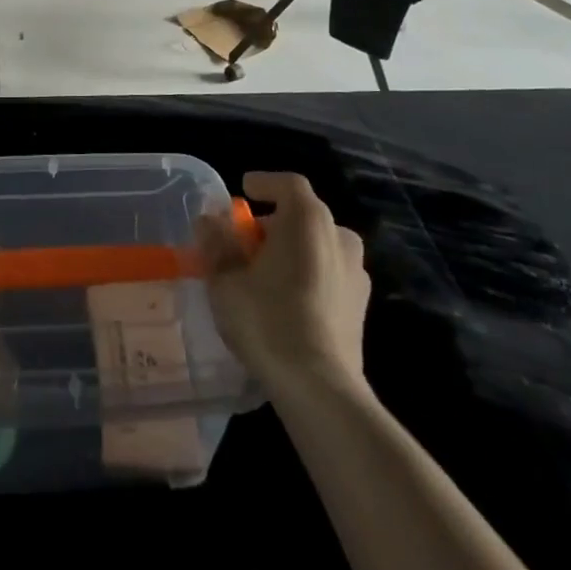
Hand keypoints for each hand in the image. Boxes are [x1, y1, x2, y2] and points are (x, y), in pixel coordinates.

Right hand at [197, 171, 369, 393]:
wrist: (319, 386)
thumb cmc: (267, 320)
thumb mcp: (225, 280)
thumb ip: (216, 244)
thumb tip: (209, 221)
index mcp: (308, 220)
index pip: (288, 184)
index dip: (264, 183)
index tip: (244, 191)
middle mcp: (339, 236)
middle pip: (303, 216)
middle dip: (273, 223)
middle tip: (245, 243)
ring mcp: (356, 272)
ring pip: (319, 246)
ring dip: (292, 250)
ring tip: (264, 273)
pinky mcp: (361, 305)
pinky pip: (329, 273)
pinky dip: (308, 274)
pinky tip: (287, 300)